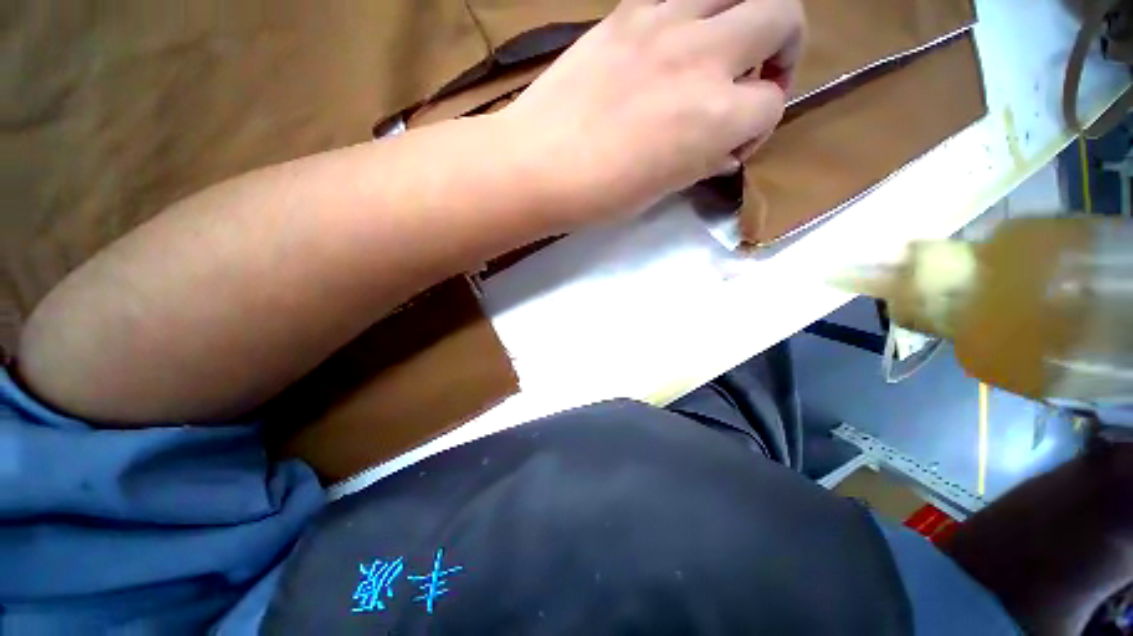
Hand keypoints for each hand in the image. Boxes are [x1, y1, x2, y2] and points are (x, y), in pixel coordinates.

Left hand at [501, 0, 804, 228]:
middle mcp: (704, 57)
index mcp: (716, 116)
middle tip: (754, 78)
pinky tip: (675, 41)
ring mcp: (666, 23)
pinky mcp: (628, 11)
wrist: (537, 165)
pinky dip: (694, 11)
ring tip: (722, 48)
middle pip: (782, 17)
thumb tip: (723, 151)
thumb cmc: (600, 194)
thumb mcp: (663, 189)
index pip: (770, 106)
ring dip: (745, 14)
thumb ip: (702, 161)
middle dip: (783, 49)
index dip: (757, 129)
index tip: (731, 146)